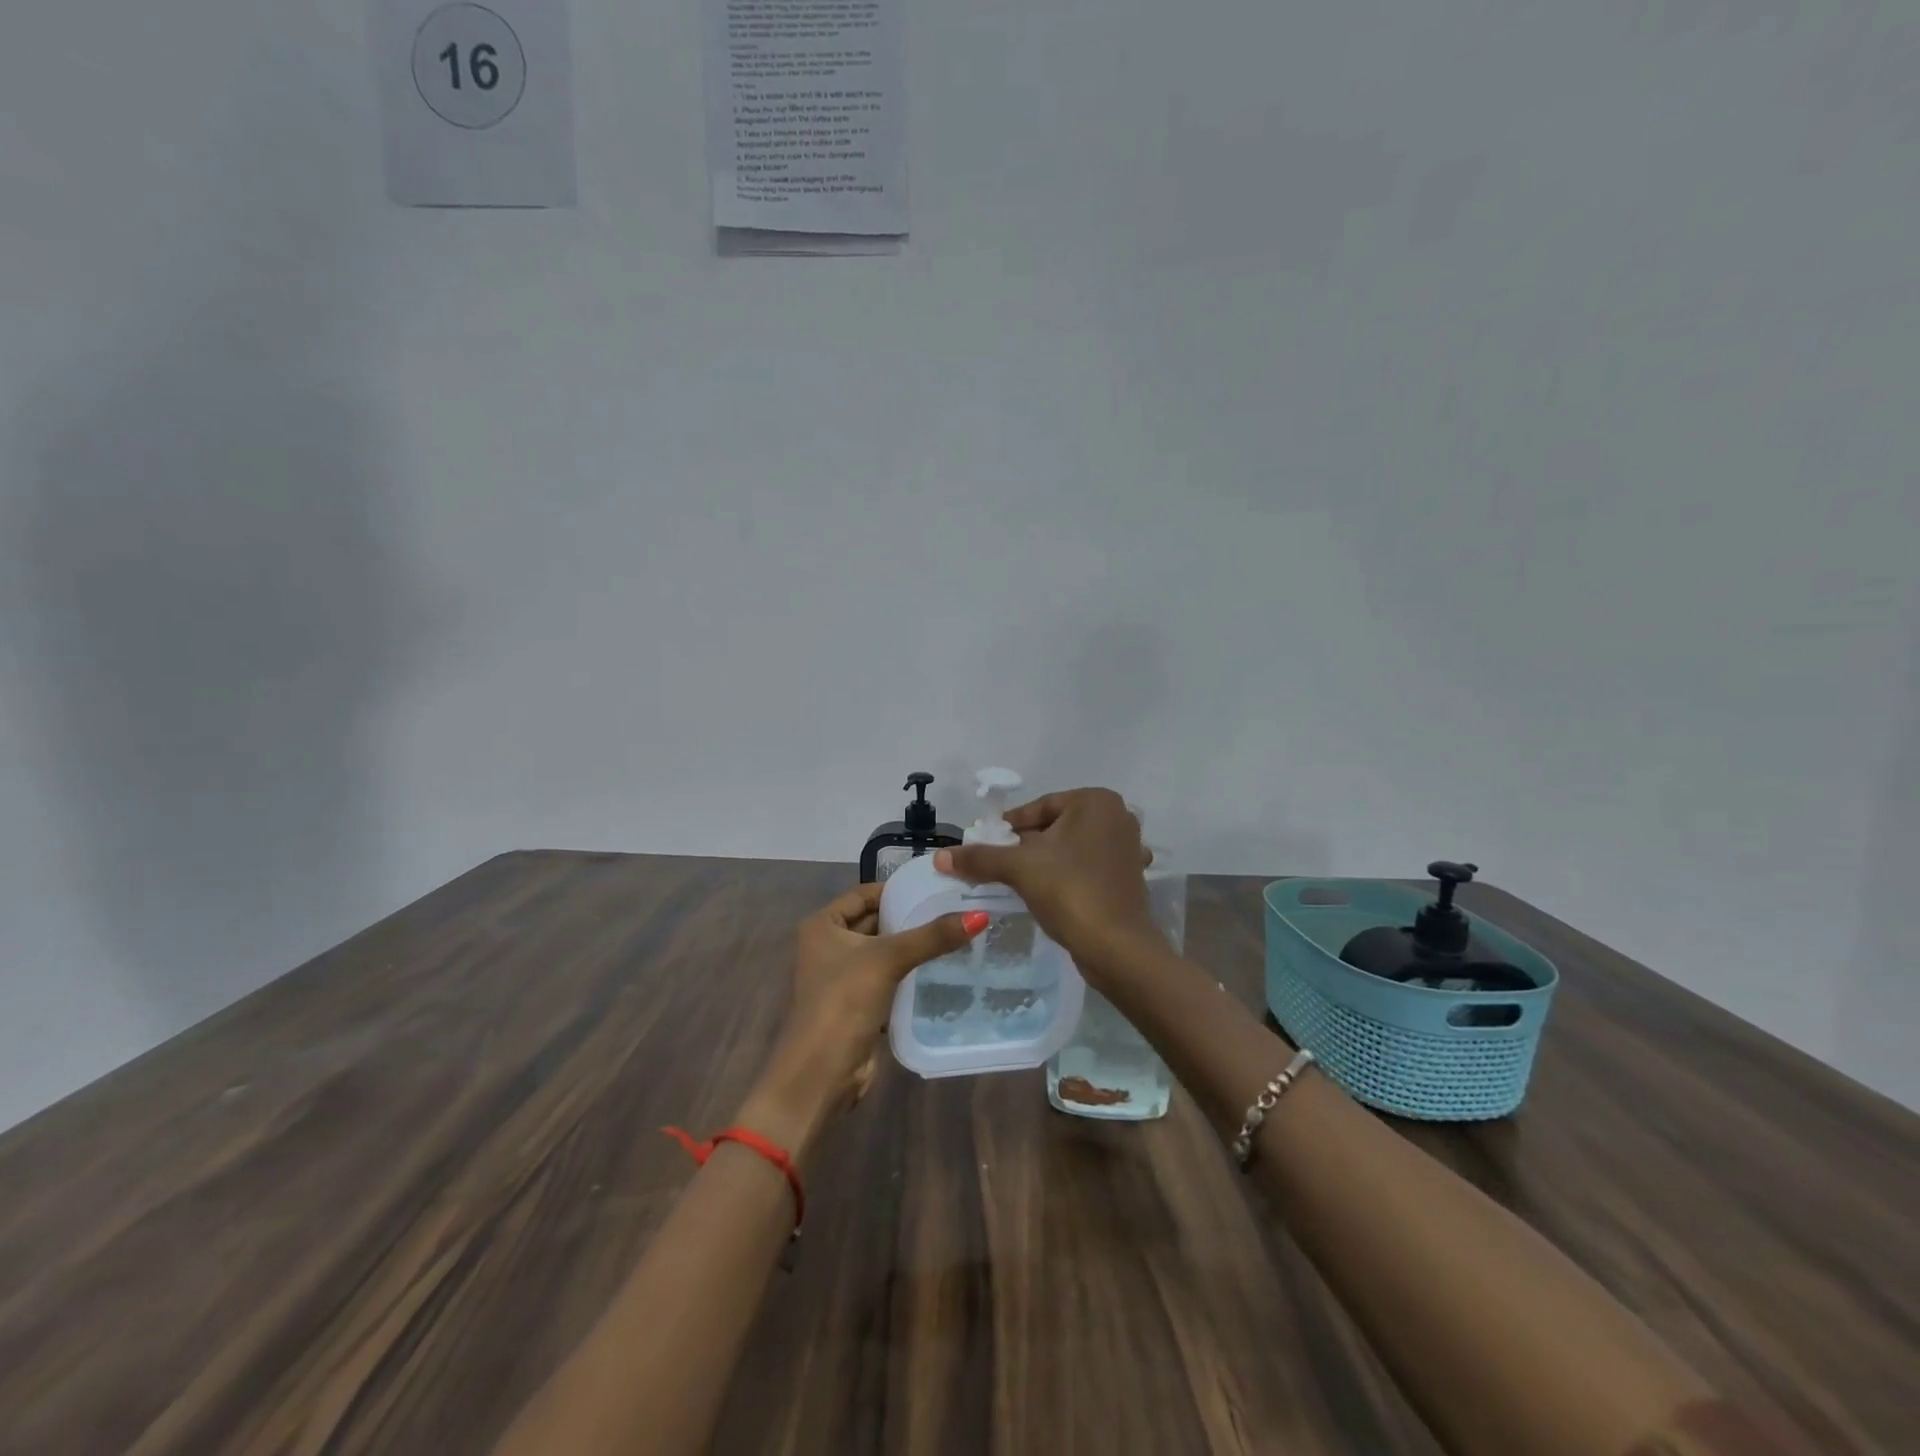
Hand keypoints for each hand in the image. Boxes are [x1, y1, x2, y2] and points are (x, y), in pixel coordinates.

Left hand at [740, 883, 984, 1157]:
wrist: (820, 1074)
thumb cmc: (843, 1002)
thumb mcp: (888, 960)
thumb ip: (932, 937)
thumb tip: (980, 915)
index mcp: (822, 925)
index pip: (865, 893)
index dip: (898, 889)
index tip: (937, 886)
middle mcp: (828, 946)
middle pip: (875, 921)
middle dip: (910, 917)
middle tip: (955, 908)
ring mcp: (842, 977)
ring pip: (884, 952)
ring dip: (913, 946)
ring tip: (957, 934)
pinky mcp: (858, 1004)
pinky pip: (888, 978)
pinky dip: (910, 973)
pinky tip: (943, 968)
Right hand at [936, 787, 1158, 985]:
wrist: (1117, 949)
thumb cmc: (1070, 892)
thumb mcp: (1019, 868)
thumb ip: (979, 858)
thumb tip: (939, 857)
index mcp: (1096, 801)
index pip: (1039, 808)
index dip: (1008, 828)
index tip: (986, 845)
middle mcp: (1118, 816)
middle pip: (1054, 827)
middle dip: (1026, 846)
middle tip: (998, 866)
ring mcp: (1127, 848)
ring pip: (1070, 849)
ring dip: (1044, 863)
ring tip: (1018, 882)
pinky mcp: (1128, 877)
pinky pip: (1087, 868)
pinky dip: (1067, 877)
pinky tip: (1050, 894)